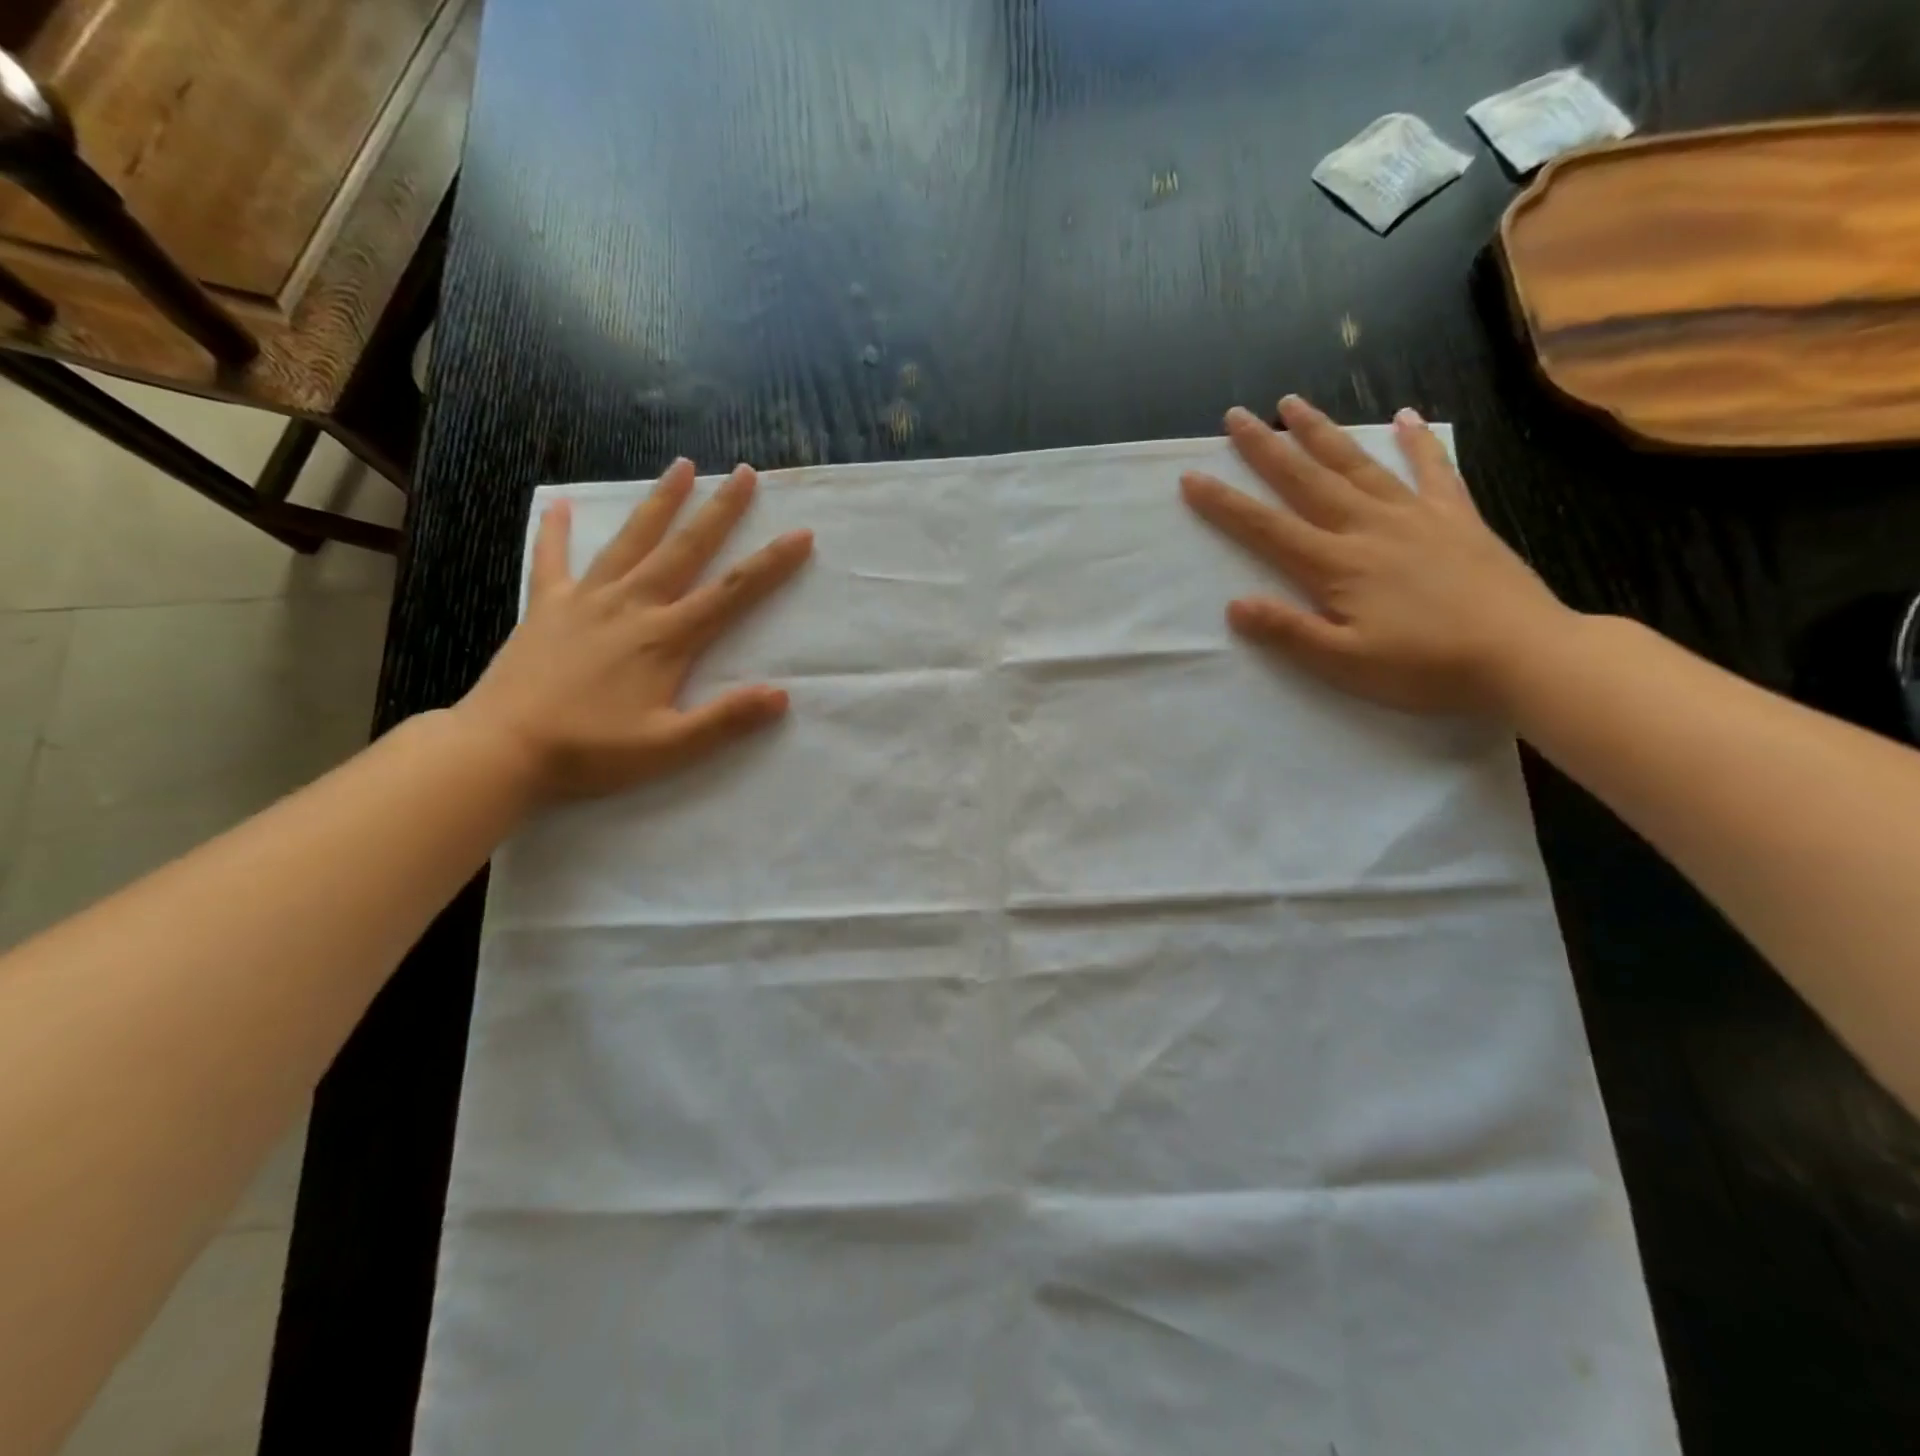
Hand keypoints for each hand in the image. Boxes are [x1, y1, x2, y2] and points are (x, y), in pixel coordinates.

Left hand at [456, 459, 812, 802]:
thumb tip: (781, 696)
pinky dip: (557, 531)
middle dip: (720, 510)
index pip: (731, 592)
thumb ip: (725, 720)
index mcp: (666, 638)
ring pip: (631, 541)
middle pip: (685, 549)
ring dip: (660, 502)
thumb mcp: (669, 747)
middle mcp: (631, 606)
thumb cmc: (591, 751)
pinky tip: (561, 505)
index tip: (801, 535)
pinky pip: (552, 560)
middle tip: (746, 473)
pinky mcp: (545, 607)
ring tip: (682, 466)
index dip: (771, 564)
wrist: (501, 749)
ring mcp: (585, 600)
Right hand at [1180, 395, 1574, 715]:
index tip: (1192, 478)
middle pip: (1307, 481)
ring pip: (1358, 465)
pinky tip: (1406, 417)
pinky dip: (1418, 443)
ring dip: (1321, 433)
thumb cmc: (1426, 667)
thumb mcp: (1345, 663)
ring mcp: (1417, 517)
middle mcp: (1370, 528)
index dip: (1226, 504)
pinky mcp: (1457, 519)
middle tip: (1236, 417)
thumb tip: (1235, 605)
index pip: (1267, 529)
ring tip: (1293, 404)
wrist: (1525, 655)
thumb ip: (1289, 632)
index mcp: (1337, 565)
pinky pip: (1434, 471)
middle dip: (1265, 448)